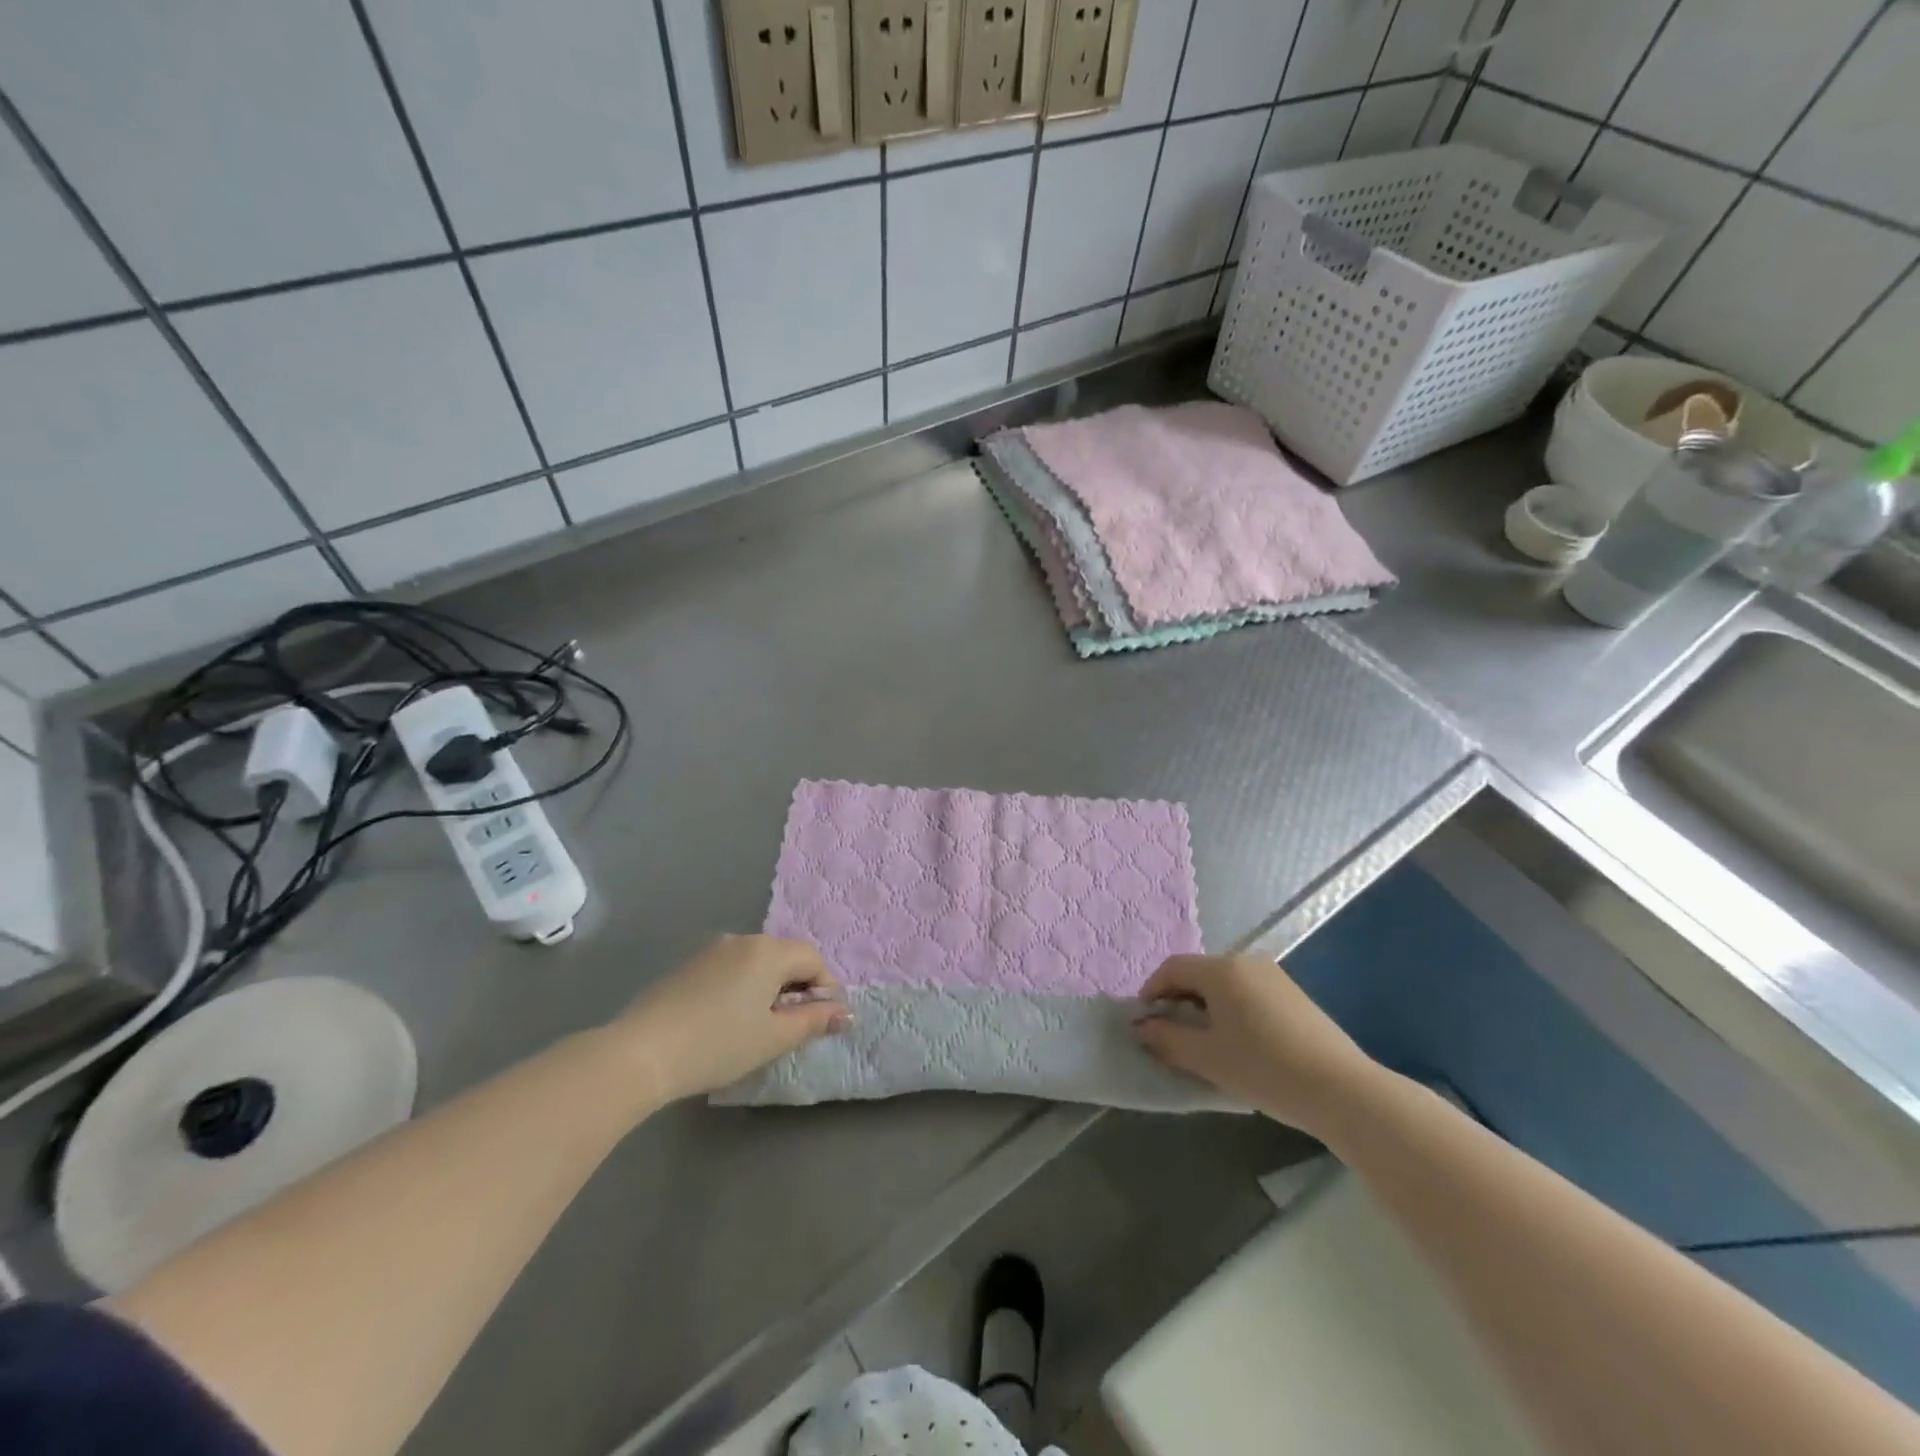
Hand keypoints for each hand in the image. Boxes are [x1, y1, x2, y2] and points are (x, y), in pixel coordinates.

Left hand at [613, 935, 847, 1103]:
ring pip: (755, 964)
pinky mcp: (687, 966)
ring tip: (757, 1027)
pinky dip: (740, 989)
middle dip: (796, 988)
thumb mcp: (773, 1038)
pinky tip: (725, 1021)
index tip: (821, 1022)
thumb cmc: (718, 1044)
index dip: (825, 989)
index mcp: (768, 951)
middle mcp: (742, 940)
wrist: (640, 1053)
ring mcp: (710, 951)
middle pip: (784, 957)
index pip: (813, 959)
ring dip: (767, 988)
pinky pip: (729, 970)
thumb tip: (846, 1013)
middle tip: (790, 1028)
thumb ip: (814, 1021)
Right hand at [1133, 954, 1378, 1134]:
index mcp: (1221, 970)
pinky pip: (1248, 994)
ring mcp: (1275, 977)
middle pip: (1199, 974)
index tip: (1145, 1022)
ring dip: (1205, 1008)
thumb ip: (1166, 1039)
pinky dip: (1232, 1011)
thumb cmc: (1264, 1068)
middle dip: (1178, 1001)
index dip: (1151, 991)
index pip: (1172, 968)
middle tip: (1171, 1036)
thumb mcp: (1207, 1058)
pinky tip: (1240, 1044)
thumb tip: (1141, 1027)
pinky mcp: (1294, 996)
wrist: (1342, 1090)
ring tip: (1204, 1044)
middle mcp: (1247, 962)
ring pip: (1225, 985)